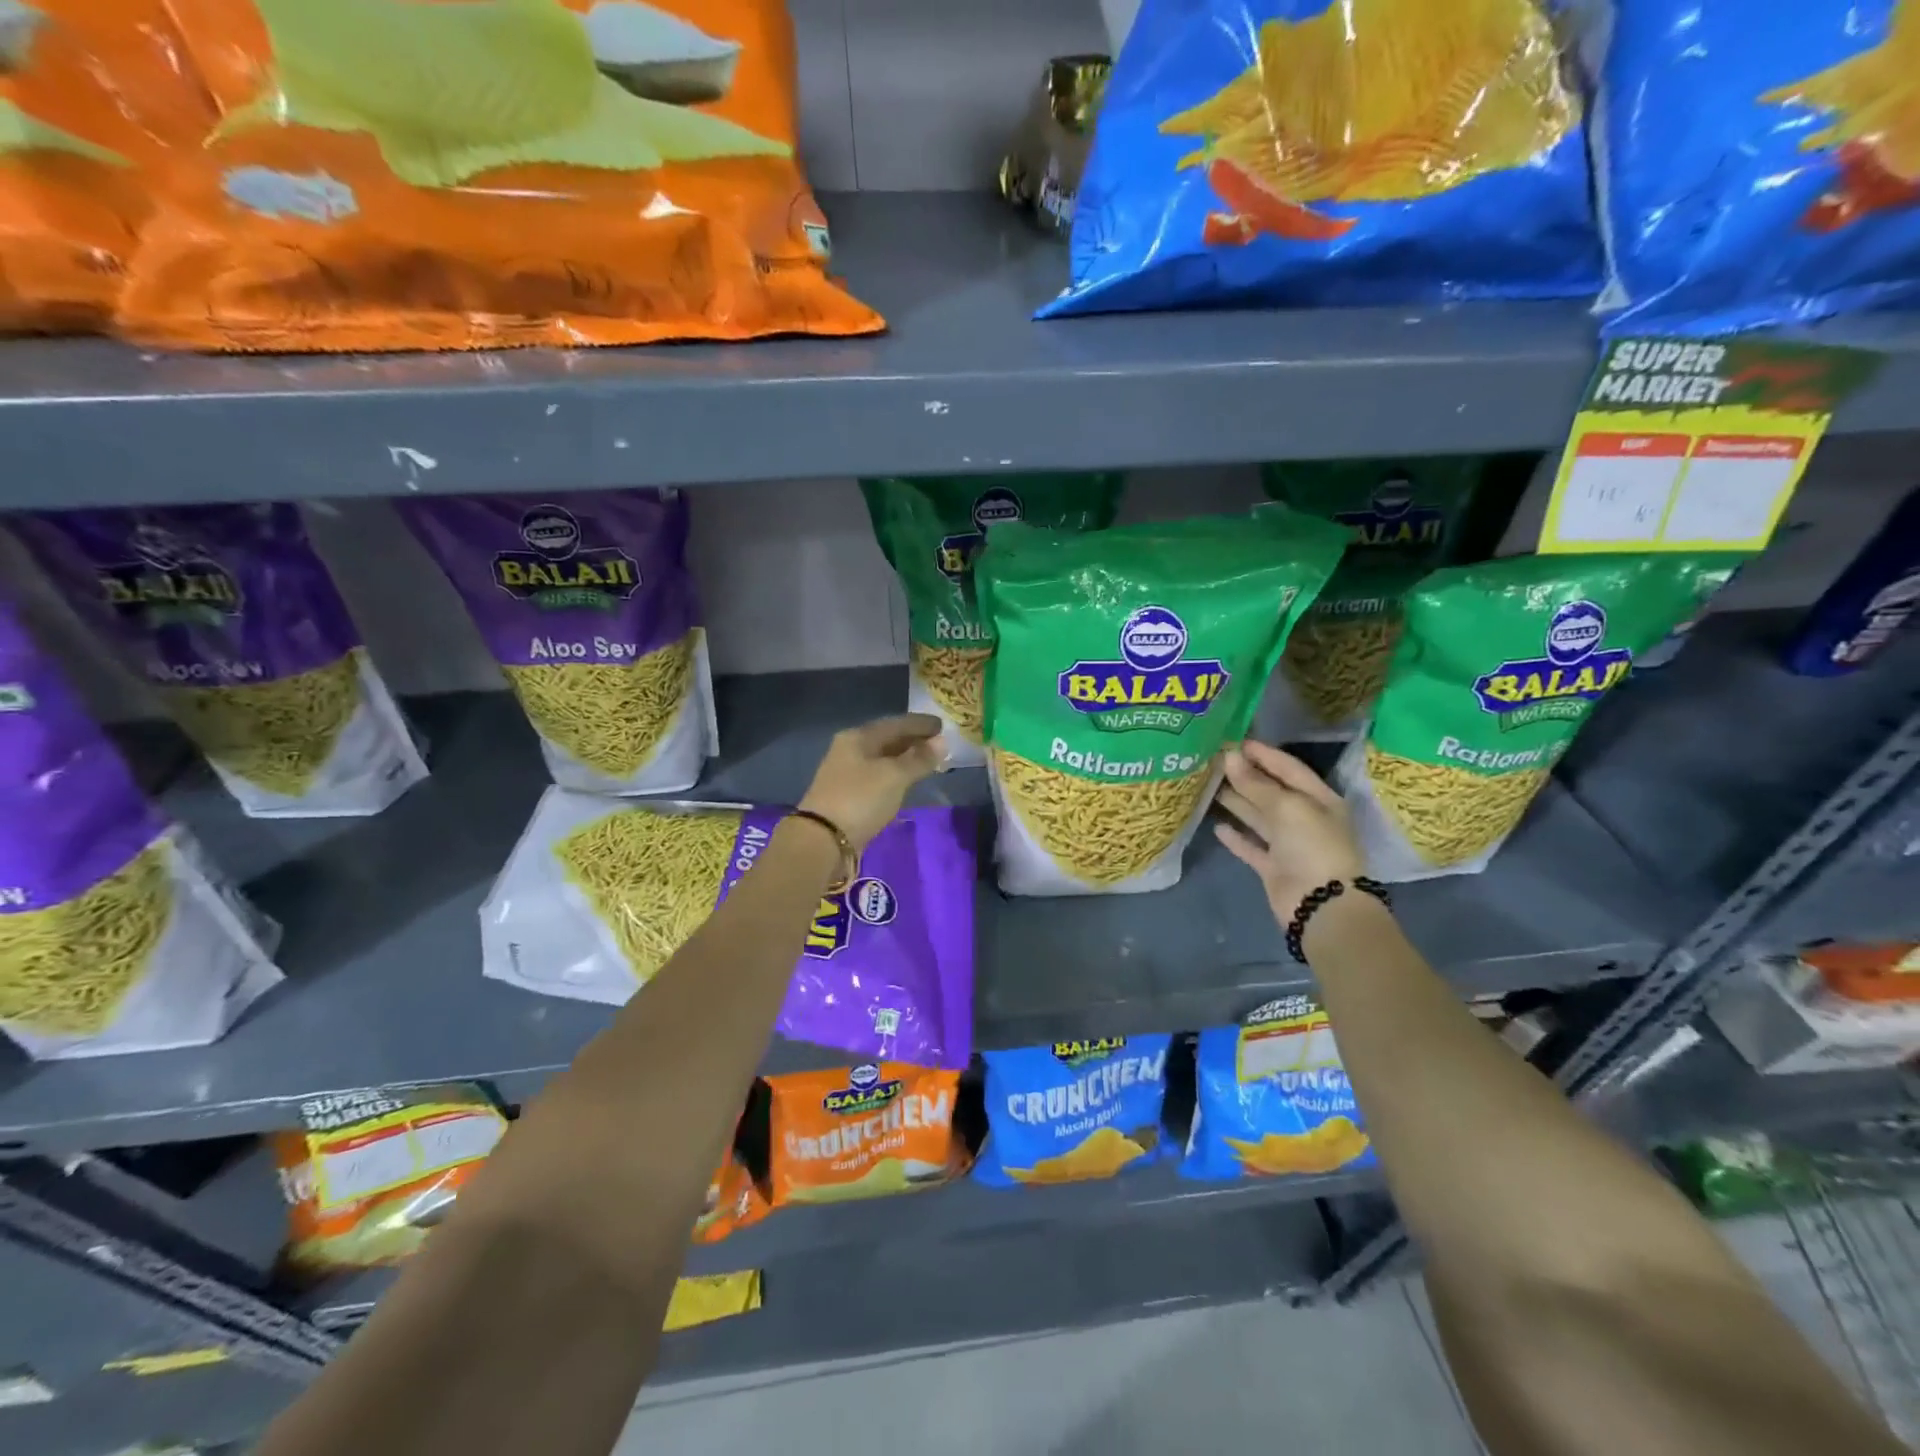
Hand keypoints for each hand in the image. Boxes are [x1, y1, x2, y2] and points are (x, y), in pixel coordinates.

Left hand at [799, 713, 946, 848]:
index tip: (943, 725)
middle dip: (914, 740)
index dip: (920, 724)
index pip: (895, 723)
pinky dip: (896, 776)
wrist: (823, 840)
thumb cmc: (860, 799)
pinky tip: (908, 781)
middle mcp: (849, 750)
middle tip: (940, 744)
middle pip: (888, 739)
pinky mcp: (849, 795)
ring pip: (883, 759)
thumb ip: (920, 759)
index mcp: (858, 737)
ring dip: (906, 759)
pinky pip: (879, 777)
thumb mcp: (895, 776)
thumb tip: (943, 741)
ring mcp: (847, 773)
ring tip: (929, 762)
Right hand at [1214, 740, 1365, 923]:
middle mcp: (1305, 819)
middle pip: (1271, 792)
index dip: (1264, 755)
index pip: (1289, 769)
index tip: (1235, 741)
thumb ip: (1256, 784)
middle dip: (1245, 776)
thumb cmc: (1313, 846)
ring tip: (1208, 786)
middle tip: (1213, 761)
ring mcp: (1289, 845)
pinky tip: (1217, 826)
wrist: (1322, 905)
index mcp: (1319, 800)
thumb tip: (1230, 757)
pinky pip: (1252, 847)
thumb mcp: (1287, 807)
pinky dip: (1236, 837)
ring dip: (1237, 802)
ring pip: (1258, 817)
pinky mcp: (1273, 867)